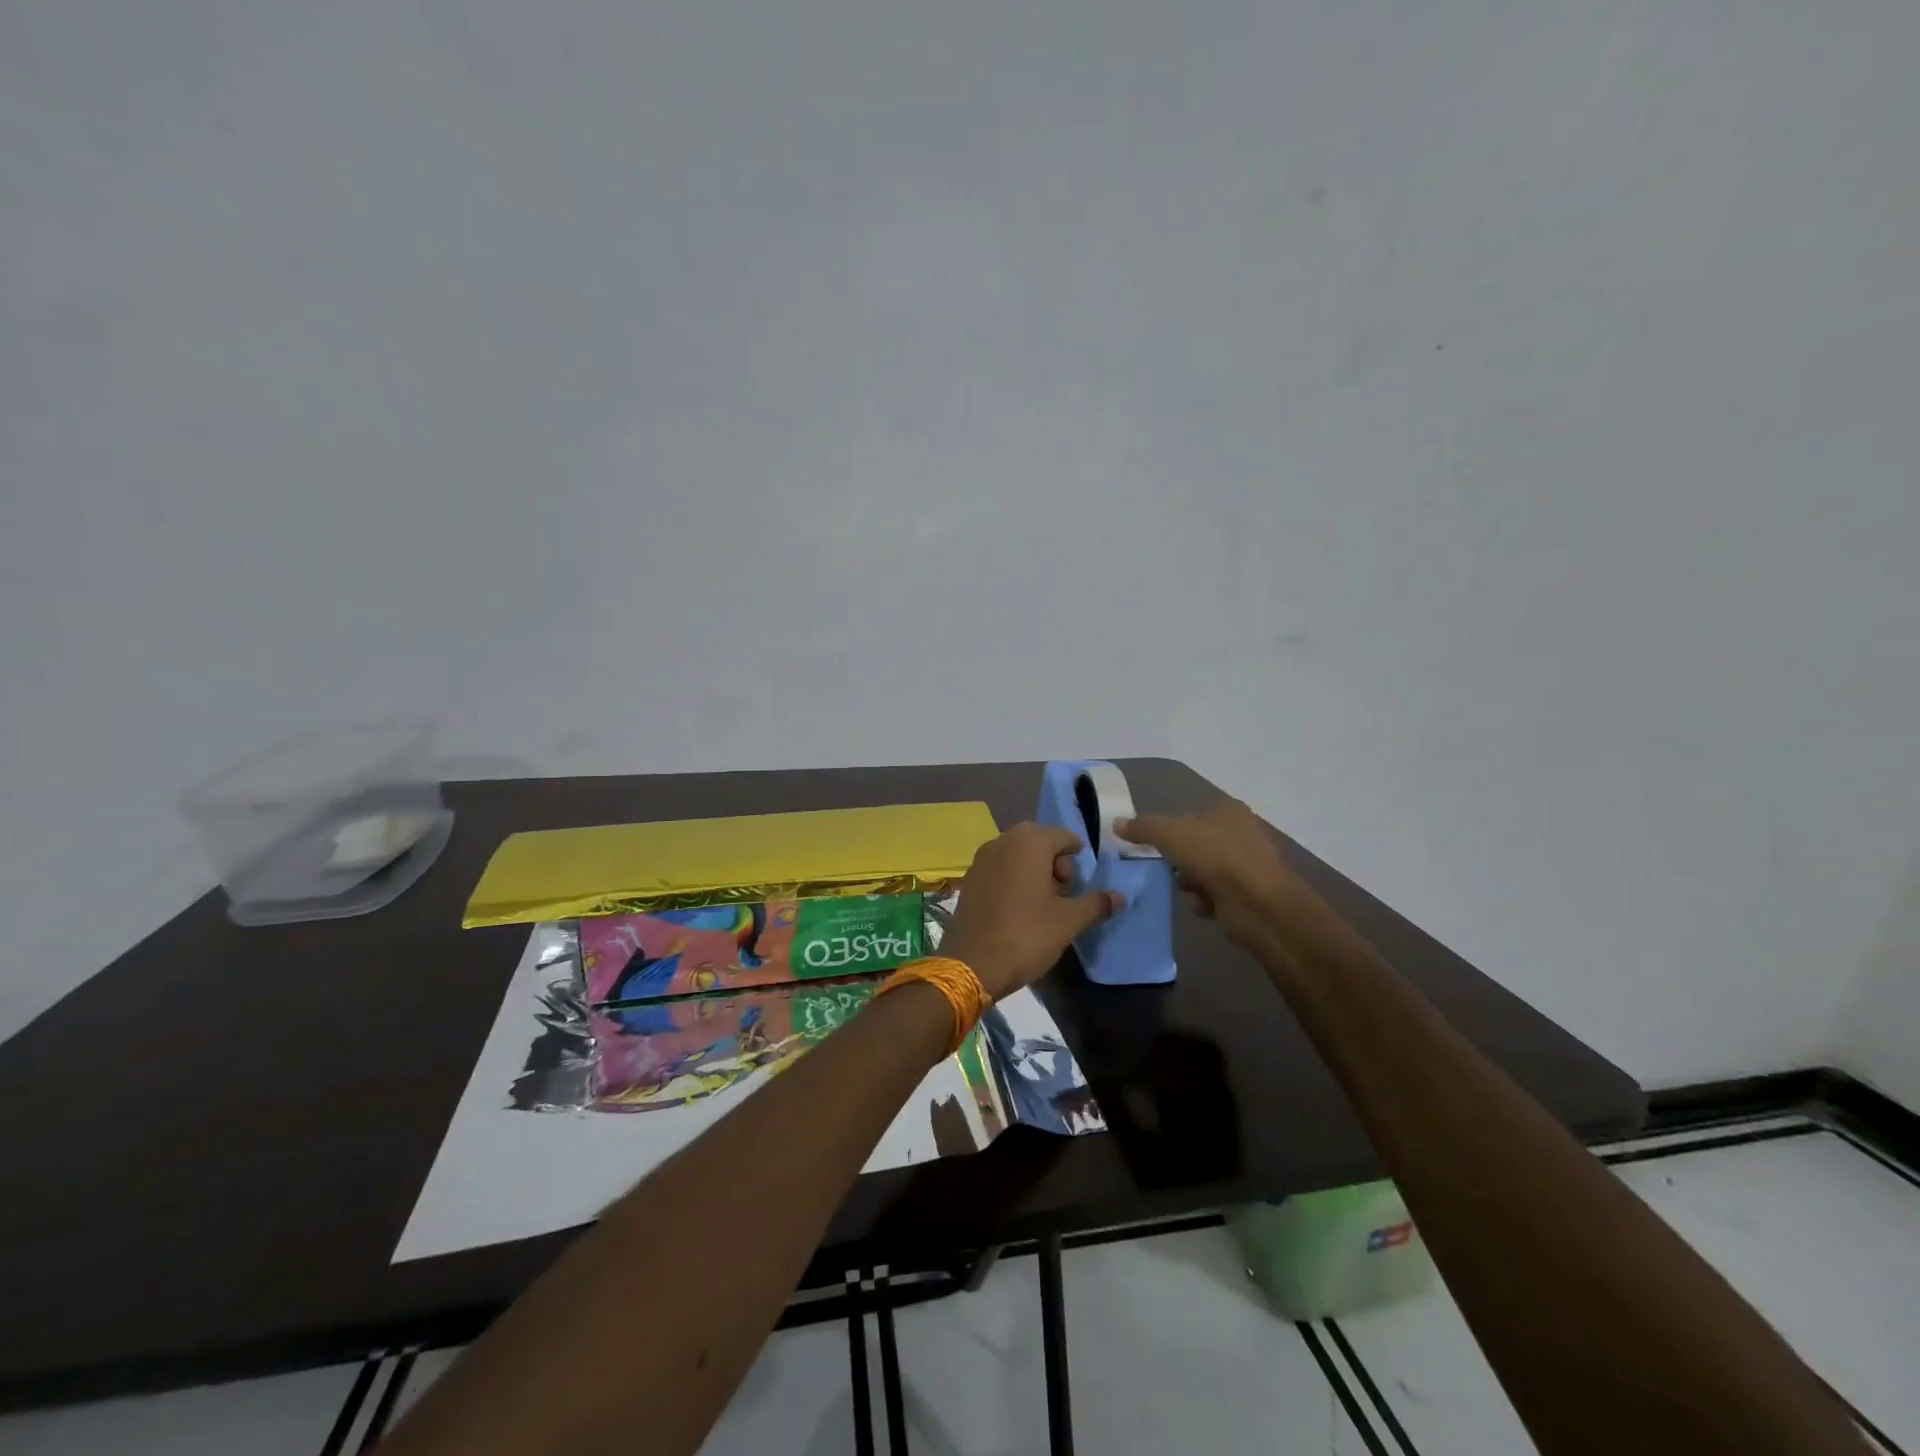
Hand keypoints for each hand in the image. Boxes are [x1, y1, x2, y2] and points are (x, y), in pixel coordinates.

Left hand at [939, 823, 1120, 1000]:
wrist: (972, 963)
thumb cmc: (1026, 935)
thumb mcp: (1069, 921)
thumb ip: (1096, 903)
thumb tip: (1120, 897)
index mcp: (1029, 841)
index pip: (1065, 837)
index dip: (1077, 860)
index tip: (1078, 888)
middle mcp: (1003, 840)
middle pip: (1041, 843)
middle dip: (1055, 866)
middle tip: (1062, 898)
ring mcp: (982, 858)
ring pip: (1019, 856)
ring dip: (1034, 873)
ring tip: (1042, 907)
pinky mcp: (969, 878)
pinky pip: (1000, 869)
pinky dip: (1013, 881)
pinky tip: (1017, 911)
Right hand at [1116, 798, 1304, 947]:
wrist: (1258, 903)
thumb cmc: (1214, 856)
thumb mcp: (1169, 834)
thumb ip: (1142, 828)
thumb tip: (1117, 823)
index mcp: (1226, 810)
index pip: (1190, 813)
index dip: (1169, 828)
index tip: (1151, 845)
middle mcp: (1240, 832)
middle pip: (1197, 842)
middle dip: (1179, 858)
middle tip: (1163, 867)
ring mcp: (1247, 864)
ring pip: (1206, 869)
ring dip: (1190, 880)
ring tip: (1182, 889)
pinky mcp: (1249, 893)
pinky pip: (1217, 894)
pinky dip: (1205, 900)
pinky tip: (1200, 906)